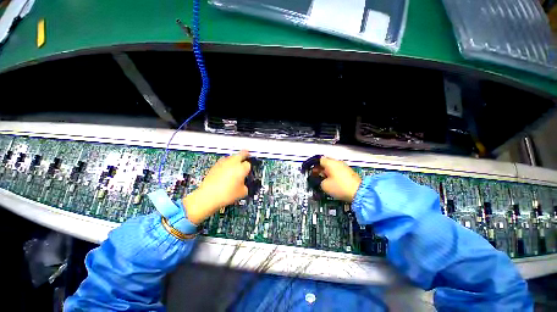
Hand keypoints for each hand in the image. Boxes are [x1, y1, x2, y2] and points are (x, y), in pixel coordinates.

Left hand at [183, 150, 250, 224]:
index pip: (248, 164)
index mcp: (242, 168)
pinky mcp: (214, 166)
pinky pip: (222, 161)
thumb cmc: (226, 194)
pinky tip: (225, 169)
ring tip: (235, 163)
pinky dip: (225, 163)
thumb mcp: (242, 192)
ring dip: (234, 158)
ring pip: (231, 156)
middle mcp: (233, 163)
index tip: (247, 171)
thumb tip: (243, 185)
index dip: (248, 168)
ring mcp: (223, 163)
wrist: (208, 196)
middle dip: (244, 154)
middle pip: (240, 154)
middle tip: (246, 154)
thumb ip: (245, 186)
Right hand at [318, 157, 361, 201]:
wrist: (359, 192)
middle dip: (320, 168)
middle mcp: (337, 162)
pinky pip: (337, 170)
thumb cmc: (340, 187)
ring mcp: (344, 167)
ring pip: (332, 167)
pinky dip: (333, 174)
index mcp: (330, 163)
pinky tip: (331, 181)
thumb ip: (319, 180)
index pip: (319, 160)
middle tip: (316, 175)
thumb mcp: (324, 185)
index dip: (314, 165)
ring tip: (323, 179)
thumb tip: (321, 180)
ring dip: (326, 172)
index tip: (311, 171)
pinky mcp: (348, 172)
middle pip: (326, 162)